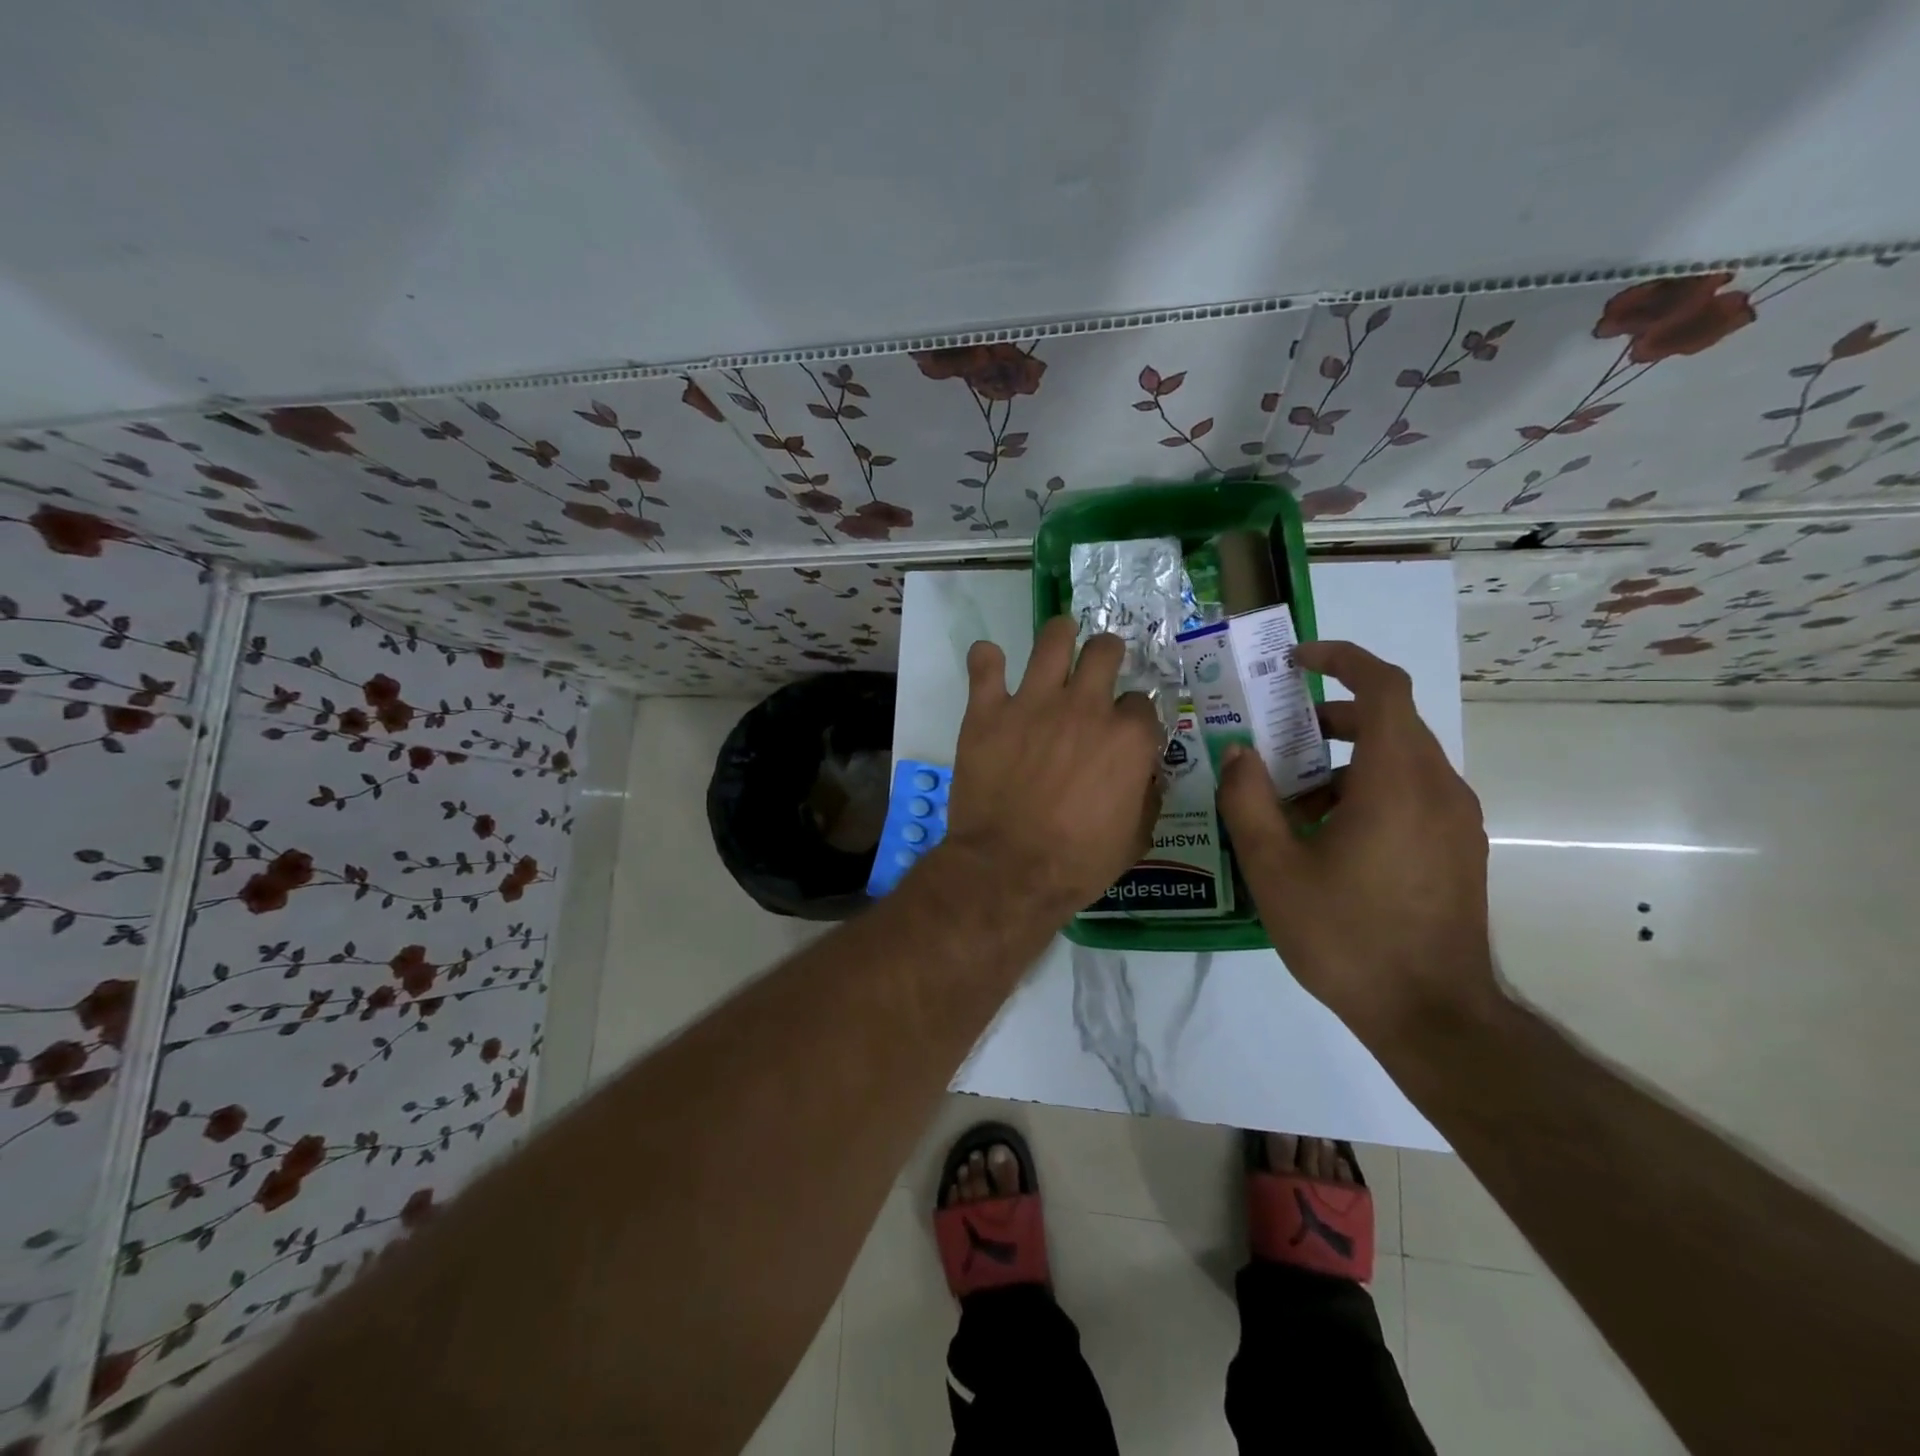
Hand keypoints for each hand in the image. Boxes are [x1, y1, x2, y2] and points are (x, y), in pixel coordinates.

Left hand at [940, 616, 1163, 924]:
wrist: (1008, 871)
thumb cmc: (1077, 863)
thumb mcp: (1134, 839)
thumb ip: (1146, 796)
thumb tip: (1145, 774)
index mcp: (1127, 738)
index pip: (1141, 703)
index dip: (1134, 715)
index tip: (1124, 728)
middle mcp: (1085, 707)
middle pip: (1105, 652)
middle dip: (1107, 654)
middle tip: (1098, 665)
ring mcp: (1033, 704)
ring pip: (1054, 639)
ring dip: (1060, 634)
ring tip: (1060, 637)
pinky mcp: (988, 711)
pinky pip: (985, 665)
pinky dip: (987, 660)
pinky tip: (990, 662)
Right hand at [1216, 640, 1495, 1038]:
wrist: (1432, 1014)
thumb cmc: (1346, 936)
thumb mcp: (1274, 868)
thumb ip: (1248, 801)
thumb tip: (1240, 753)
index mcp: (1396, 781)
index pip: (1383, 686)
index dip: (1341, 659)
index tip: (1296, 661)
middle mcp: (1438, 787)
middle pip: (1390, 721)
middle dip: (1330, 718)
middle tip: (1280, 740)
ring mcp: (1456, 820)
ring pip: (1399, 760)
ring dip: (1345, 761)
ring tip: (1293, 804)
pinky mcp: (1459, 848)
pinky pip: (1413, 793)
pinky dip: (1368, 791)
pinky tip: (1329, 839)